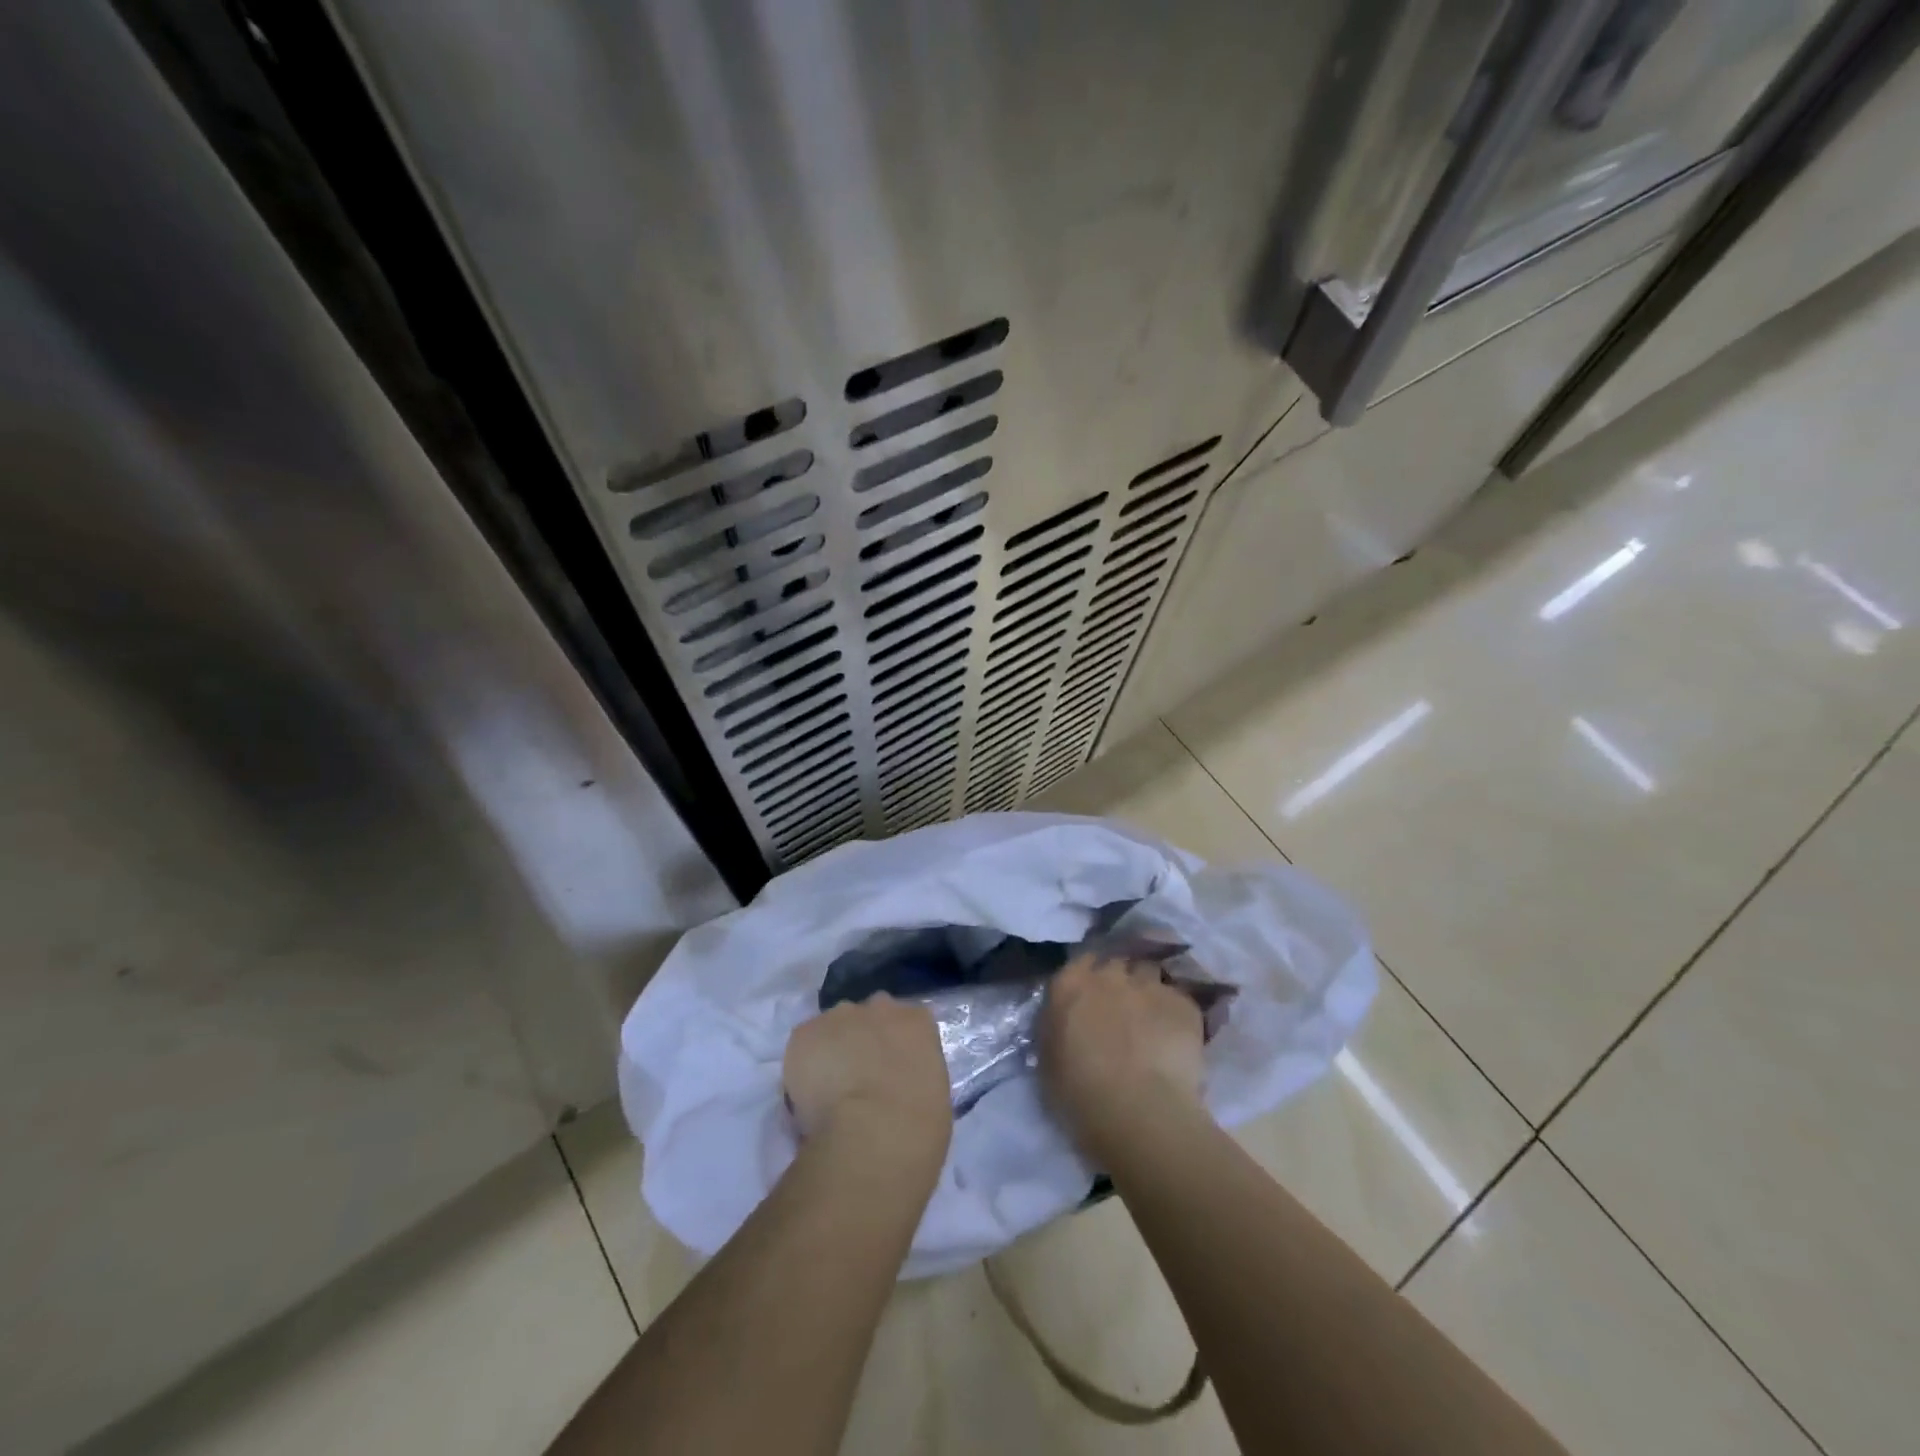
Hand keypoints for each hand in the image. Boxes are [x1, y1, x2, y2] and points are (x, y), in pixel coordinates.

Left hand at [784, 995, 951, 1181]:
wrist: (873, 1133)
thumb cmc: (918, 1124)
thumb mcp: (934, 1093)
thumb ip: (916, 1073)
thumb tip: (900, 1082)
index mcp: (916, 1020)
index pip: (907, 1022)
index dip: (896, 1047)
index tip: (892, 1072)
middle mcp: (879, 1006)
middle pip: (869, 1016)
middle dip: (864, 1039)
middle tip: (860, 1078)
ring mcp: (839, 1016)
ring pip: (834, 1027)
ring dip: (833, 1049)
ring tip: (830, 1089)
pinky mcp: (804, 1033)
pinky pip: (804, 1044)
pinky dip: (804, 1065)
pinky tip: (809, 1095)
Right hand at [1038, 954, 1204, 1163]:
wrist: (1138, 1111)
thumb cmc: (1079, 1093)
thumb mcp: (1048, 1058)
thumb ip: (1057, 1027)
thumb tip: (1068, 1021)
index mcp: (1070, 985)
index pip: (1081, 961)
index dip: (1089, 977)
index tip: (1092, 996)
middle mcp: (1109, 975)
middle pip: (1117, 965)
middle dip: (1119, 981)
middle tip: (1121, 1011)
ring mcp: (1149, 986)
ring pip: (1149, 974)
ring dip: (1147, 991)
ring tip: (1151, 1020)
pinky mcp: (1184, 1004)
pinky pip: (1178, 1000)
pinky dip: (1175, 1014)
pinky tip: (1176, 1039)